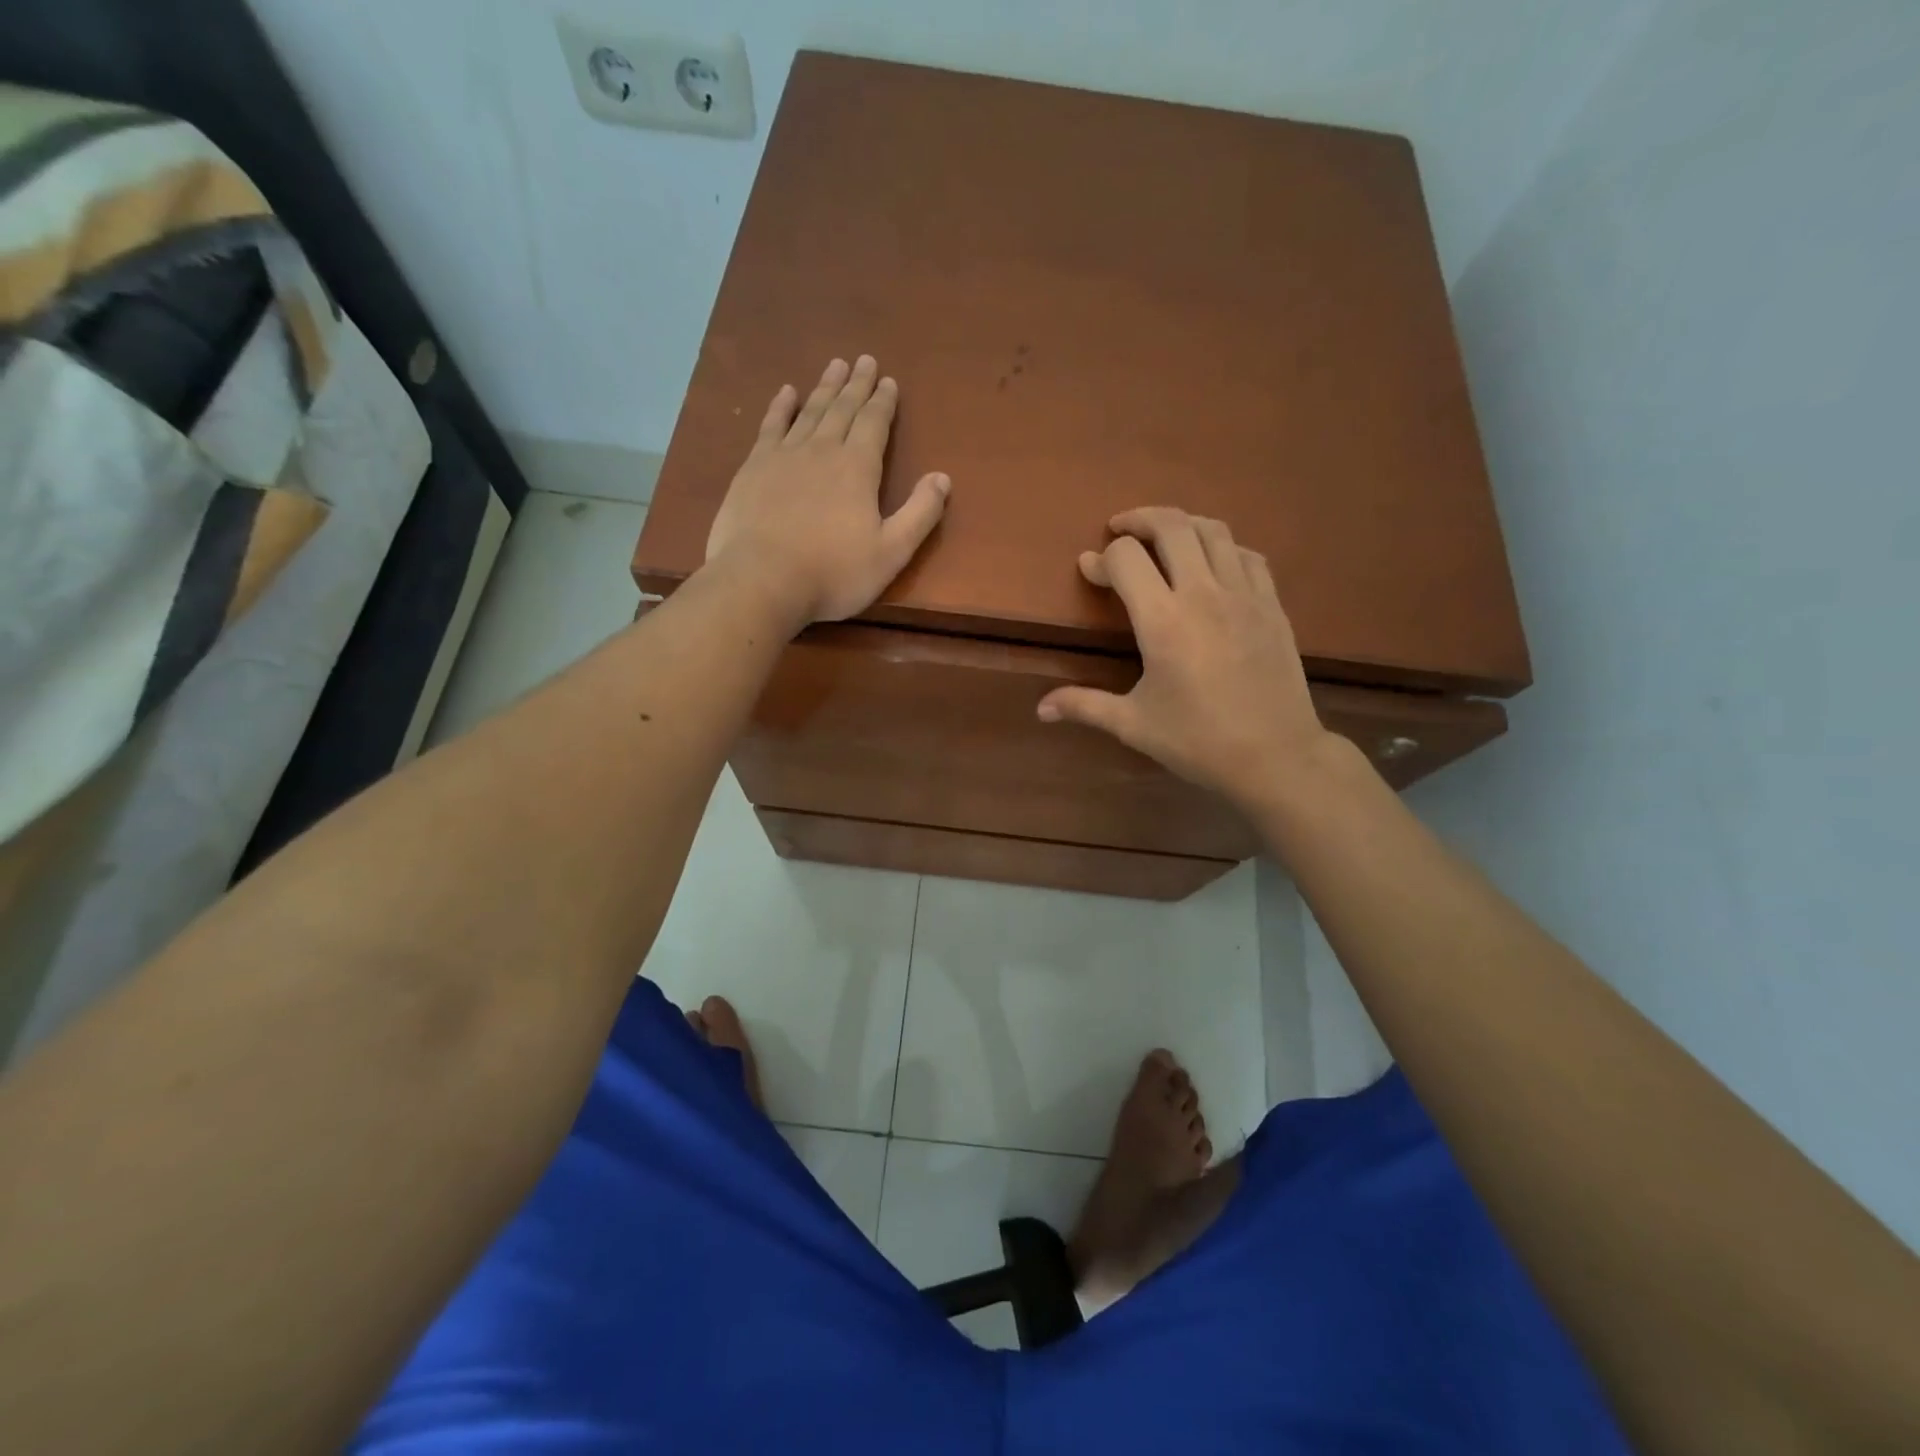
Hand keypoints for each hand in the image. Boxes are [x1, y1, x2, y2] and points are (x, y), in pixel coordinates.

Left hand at [705, 355, 950, 625]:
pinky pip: (771, 426)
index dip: (883, 402)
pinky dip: (781, 407)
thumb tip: (942, 477)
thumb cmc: (834, 573)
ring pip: (810, 411)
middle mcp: (822, 450)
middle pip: (843, 409)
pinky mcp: (753, 468)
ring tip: (835, 365)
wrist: (762, 581)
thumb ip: (920, 514)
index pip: (874, 424)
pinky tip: (787, 392)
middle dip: (856, 385)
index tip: (889, 381)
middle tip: (864, 360)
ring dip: (825, 387)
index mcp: (858, 468)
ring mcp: (784, 456)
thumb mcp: (891, 552)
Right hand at [1036, 508, 1333, 809]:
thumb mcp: (1134, 724)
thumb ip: (1084, 705)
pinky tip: (1212, 563)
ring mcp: (1244, 595)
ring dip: (1182, 524)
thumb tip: (1041, 709)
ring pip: (1213, 531)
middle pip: (1171, 526)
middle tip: (1120, 530)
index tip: (1089, 570)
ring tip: (1164, 537)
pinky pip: (1247, 555)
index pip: (1126, 559)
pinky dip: (1223, 547)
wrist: (1276, 756)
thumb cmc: (1198, 741)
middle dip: (1139, 519)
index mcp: (1163, 621)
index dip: (1101, 559)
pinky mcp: (1272, 605)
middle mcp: (1203, 594)